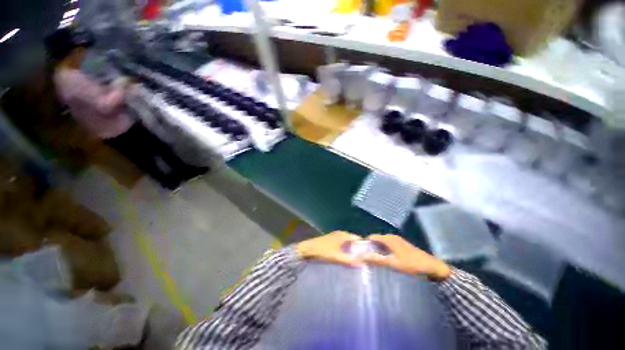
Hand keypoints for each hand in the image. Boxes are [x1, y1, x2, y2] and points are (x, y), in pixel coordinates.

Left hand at [296, 231, 362, 266]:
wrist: (307, 249)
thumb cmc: (322, 251)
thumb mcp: (337, 257)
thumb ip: (350, 260)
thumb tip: (363, 264)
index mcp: (344, 235)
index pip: (358, 239)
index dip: (364, 247)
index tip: (368, 256)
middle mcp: (340, 234)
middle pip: (353, 241)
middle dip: (357, 249)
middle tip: (362, 260)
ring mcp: (335, 236)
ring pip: (347, 243)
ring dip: (350, 250)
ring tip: (355, 260)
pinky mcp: (330, 240)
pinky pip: (341, 244)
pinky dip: (344, 250)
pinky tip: (344, 257)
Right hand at [362, 234, 450, 280]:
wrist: (432, 267)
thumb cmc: (412, 264)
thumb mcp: (393, 263)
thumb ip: (377, 259)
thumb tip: (362, 256)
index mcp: (389, 239)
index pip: (372, 237)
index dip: (365, 244)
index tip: (361, 253)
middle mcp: (392, 237)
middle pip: (377, 240)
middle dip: (371, 248)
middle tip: (367, 259)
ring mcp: (398, 241)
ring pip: (383, 243)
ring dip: (378, 250)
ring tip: (374, 260)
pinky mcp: (402, 246)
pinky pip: (389, 246)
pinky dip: (384, 251)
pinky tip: (385, 260)